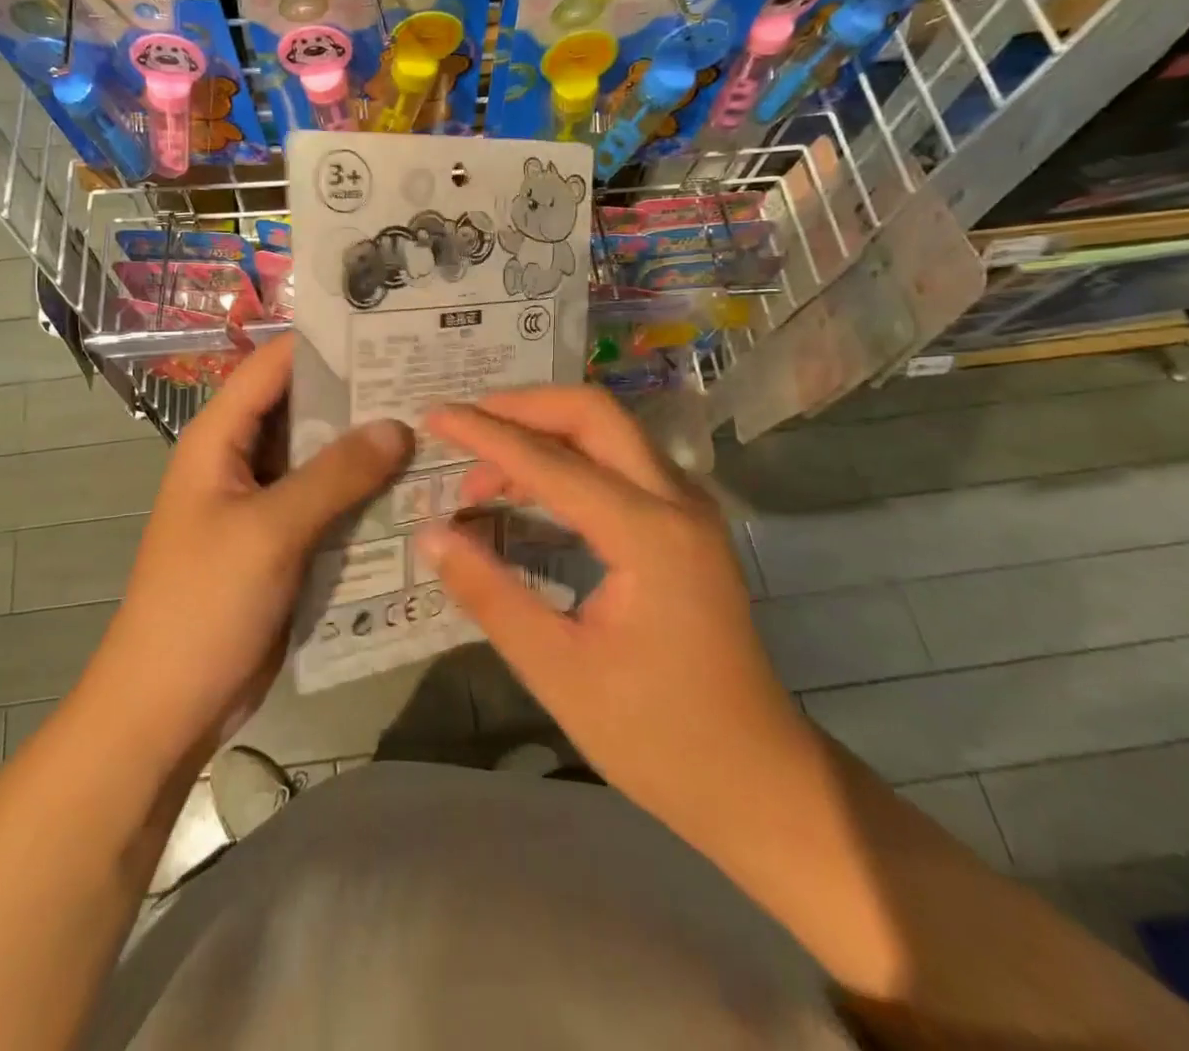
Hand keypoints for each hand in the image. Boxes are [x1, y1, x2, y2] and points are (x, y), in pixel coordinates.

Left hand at [86, 339, 412, 762]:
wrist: (168, 705)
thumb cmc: (204, 603)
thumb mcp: (270, 530)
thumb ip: (335, 474)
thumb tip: (398, 425)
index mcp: (219, 438)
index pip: (274, 366)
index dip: (326, 344)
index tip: (389, 329)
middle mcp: (241, 459)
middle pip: (304, 410)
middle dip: (360, 396)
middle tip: (430, 380)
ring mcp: (263, 503)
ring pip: (321, 459)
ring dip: (368, 448)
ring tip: (437, 428)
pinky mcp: (283, 542)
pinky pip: (328, 504)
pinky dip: (364, 495)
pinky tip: (416, 490)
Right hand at [417, 387, 808, 829]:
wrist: (758, 781)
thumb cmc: (657, 737)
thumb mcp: (557, 670)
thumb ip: (490, 594)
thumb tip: (430, 535)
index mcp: (648, 535)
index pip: (550, 461)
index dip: (485, 434)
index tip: (434, 416)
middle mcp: (676, 502)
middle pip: (594, 415)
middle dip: (523, 408)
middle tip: (465, 424)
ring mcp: (689, 510)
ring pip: (611, 433)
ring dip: (545, 435)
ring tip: (483, 477)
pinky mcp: (686, 526)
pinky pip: (622, 463)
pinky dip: (570, 459)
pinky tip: (531, 494)